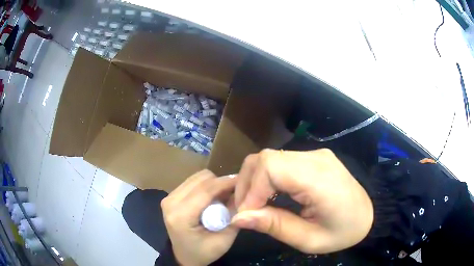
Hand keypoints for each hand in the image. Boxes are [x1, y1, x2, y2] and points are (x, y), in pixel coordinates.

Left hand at [161, 170, 238, 265]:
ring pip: (197, 177)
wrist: (184, 256)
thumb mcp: (224, 240)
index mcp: (181, 216)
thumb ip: (234, 216)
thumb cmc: (204, 252)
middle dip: (220, 183)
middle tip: (233, 194)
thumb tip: (241, 193)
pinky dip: (206, 186)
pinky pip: (192, 182)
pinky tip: (212, 198)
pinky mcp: (171, 196)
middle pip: (201, 179)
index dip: (225, 182)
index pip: (205, 190)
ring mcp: (169, 197)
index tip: (243, 180)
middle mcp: (171, 202)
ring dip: (213, 184)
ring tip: (222, 197)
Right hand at [233, 149, 372, 253]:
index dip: (250, 190)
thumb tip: (238, 217)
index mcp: (319, 178)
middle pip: (265, 158)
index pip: (270, 168)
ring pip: (269, 157)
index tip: (245, 215)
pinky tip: (268, 195)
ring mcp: (314, 154)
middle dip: (246, 184)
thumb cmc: (343, 232)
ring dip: (253, 180)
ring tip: (254, 205)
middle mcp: (315, 158)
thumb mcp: (309, 239)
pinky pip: (280, 161)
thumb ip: (274, 226)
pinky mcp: (312, 157)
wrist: (368, 215)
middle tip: (246, 211)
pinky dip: (265, 178)